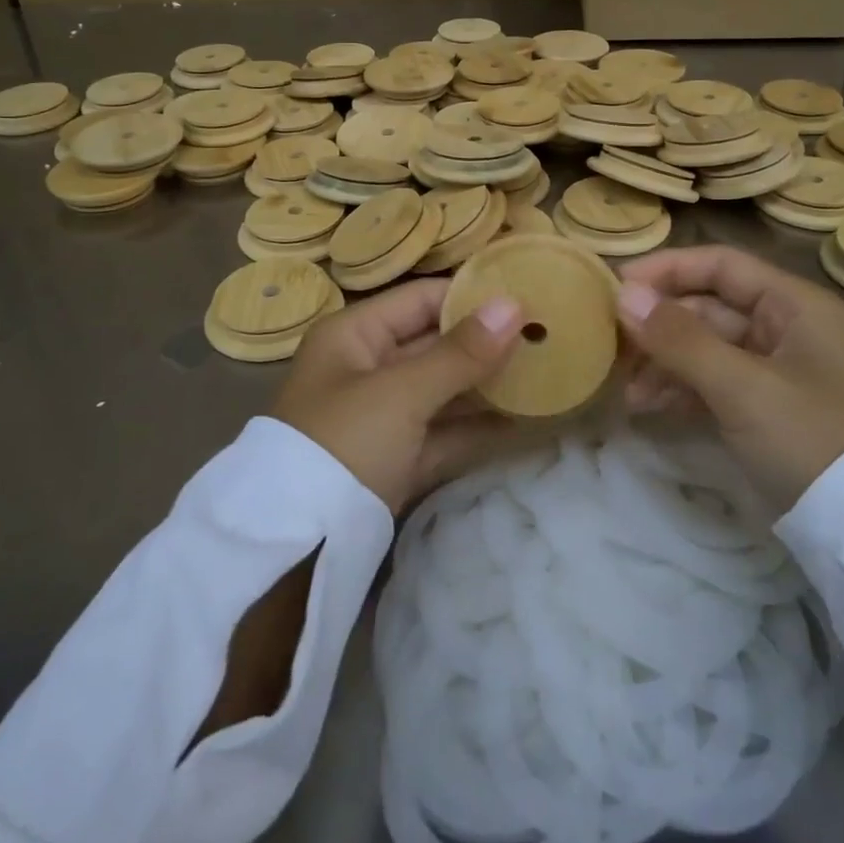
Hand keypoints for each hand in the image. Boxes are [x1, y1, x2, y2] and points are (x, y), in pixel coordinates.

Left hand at [271, 279, 525, 513]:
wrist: (297, 546)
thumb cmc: (345, 442)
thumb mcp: (402, 392)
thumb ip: (461, 352)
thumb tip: (514, 305)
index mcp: (354, 335)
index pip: (421, 299)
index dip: (471, 296)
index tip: (527, 297)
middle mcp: (366, 367)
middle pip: (435, 343)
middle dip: (486, 342)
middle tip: (546, 335)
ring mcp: (381, 415)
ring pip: (443, 388)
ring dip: (487, 384)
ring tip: (544, 372)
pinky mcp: (395, 457)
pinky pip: (442, 430)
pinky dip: (476, 427)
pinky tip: (522, 420)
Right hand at [615, 246, 843, 514]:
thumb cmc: (812, 439)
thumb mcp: (743, 387)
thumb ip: (679, 339)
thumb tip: (622, 295)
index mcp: (793, 305)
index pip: (719, 265)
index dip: (666, 270)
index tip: (615, 288)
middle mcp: (785, 328)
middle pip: (708, 307)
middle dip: (658, 325)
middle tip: (611, 344)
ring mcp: (776, 371)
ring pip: (705, 348)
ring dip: (664, 362)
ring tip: (626, 389)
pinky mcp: (767, 408)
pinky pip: (714, 382)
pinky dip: (681, 389)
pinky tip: (647, 406)